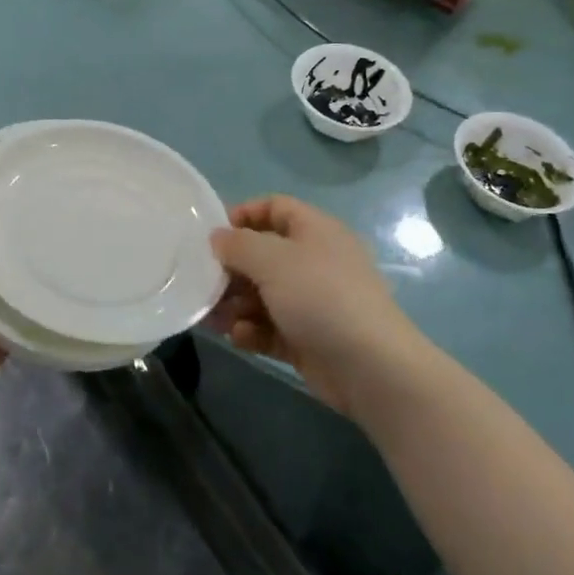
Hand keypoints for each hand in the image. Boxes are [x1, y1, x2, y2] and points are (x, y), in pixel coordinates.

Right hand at [206, 196, 427, 417]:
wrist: (370, 366)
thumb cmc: (320, 297)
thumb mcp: (273, 260)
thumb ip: (238, 244)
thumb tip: (218, 237)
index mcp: (315, 230)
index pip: (275, 208)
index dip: (243, 215)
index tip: (212, 234)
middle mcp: (314, 261)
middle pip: (263, 255)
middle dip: (231, 269)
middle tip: (203, 283)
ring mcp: (313, 302)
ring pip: (263, 295)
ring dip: (235, 304)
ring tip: (212, 318)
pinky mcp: (308, 338)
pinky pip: (271, 327)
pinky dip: (252, 331)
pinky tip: (240, 338)